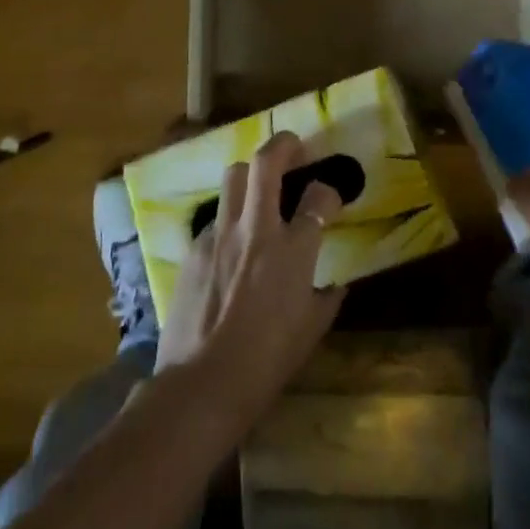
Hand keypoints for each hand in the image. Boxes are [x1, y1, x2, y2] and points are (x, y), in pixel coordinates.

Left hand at [156, 131, 345, 427]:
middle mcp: (257, 229)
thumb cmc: (266, 362)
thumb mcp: (311, 332)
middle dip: (283, 145)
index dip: (329, 191)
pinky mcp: (194, 248)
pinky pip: (215, 218)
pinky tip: (231, 243)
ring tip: (259, 186)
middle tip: (294, 147)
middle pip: (266, 163)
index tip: (329, 197)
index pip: (318, 197)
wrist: (203, 384)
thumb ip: (327, 298)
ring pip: (233, 177)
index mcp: (293, 250)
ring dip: (251, 174)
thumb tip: (335, 284)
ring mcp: (220, 234)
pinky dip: (229, 219)